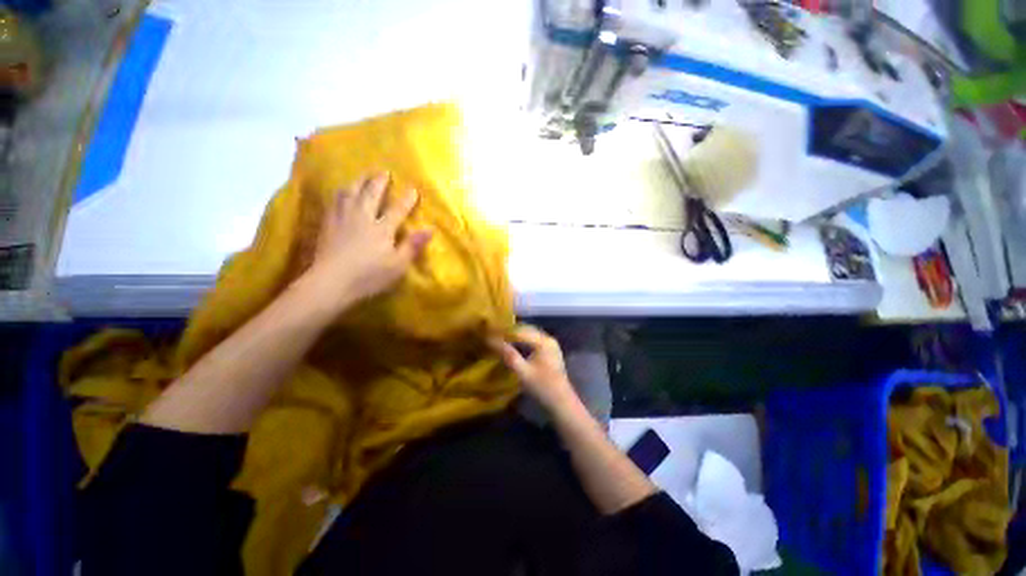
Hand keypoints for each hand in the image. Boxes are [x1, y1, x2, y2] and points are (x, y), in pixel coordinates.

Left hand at [303, 172, 431, 311]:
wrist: (330, 283)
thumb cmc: (369, 276)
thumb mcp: (397, 265)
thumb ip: (413, 246)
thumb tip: (430, 229)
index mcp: (382, 229)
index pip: (397, 209)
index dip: (406, 199)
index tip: (413, 188)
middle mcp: (362, 218)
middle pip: (371, 194)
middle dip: (379, 182)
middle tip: (383, 171)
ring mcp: (342, 219)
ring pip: (350, 193)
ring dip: (358, 182)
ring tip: (362, 176)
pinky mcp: (328, 225)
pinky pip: (334, 202)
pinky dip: (340, 193)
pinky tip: (341, 193)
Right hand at [489, 325, 580, 413]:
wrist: (562, 402)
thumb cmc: (543, 387)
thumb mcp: (523, 373)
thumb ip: (509, 355)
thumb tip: (492, 342)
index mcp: (543, 341)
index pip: (520, 331)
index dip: (504, 332)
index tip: (490, 335)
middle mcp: (548, 338)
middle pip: (525, 329)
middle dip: (509, 332)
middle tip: (493, 335)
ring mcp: (550, 344)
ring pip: (529, 334)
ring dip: (515, 335)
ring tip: (501, 339)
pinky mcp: (549, 350)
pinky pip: (533, 340)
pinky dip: (522, 340)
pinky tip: (513, 345)